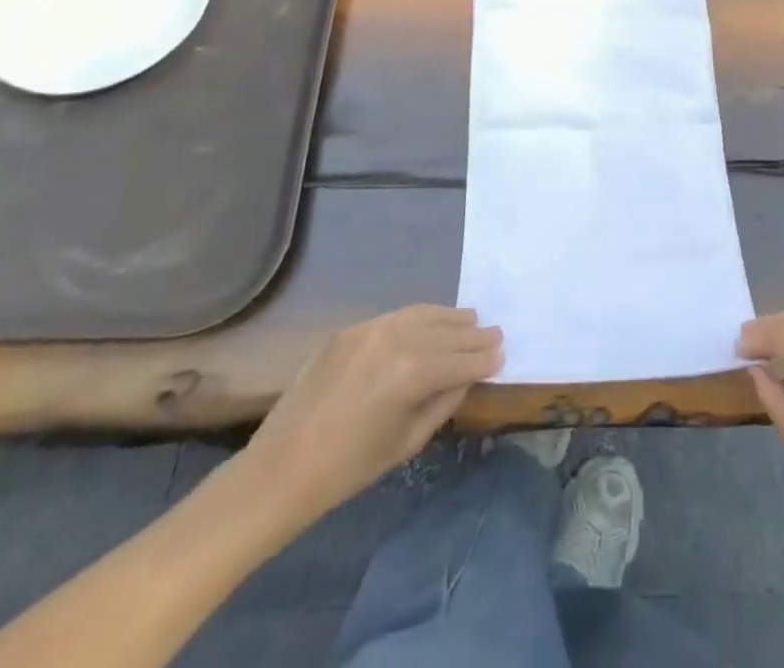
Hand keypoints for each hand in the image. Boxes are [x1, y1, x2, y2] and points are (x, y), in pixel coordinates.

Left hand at [239, 305, 502, 530]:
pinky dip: (420, 318)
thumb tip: (467, 375)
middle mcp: (394, 339)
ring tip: (471, 320)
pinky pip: (395, 317)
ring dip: (450, 318)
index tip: (502, 354)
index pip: (459, 359)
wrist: (282, 470)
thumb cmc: (349, 468)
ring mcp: (369, 328)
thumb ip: (443, 401)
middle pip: (445, 332)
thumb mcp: (407, 441)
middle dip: (472, 335)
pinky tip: (431, 322)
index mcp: (410, 372)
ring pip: (422, 314)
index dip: (483, 359)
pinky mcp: (350, 329)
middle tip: (495, 334)